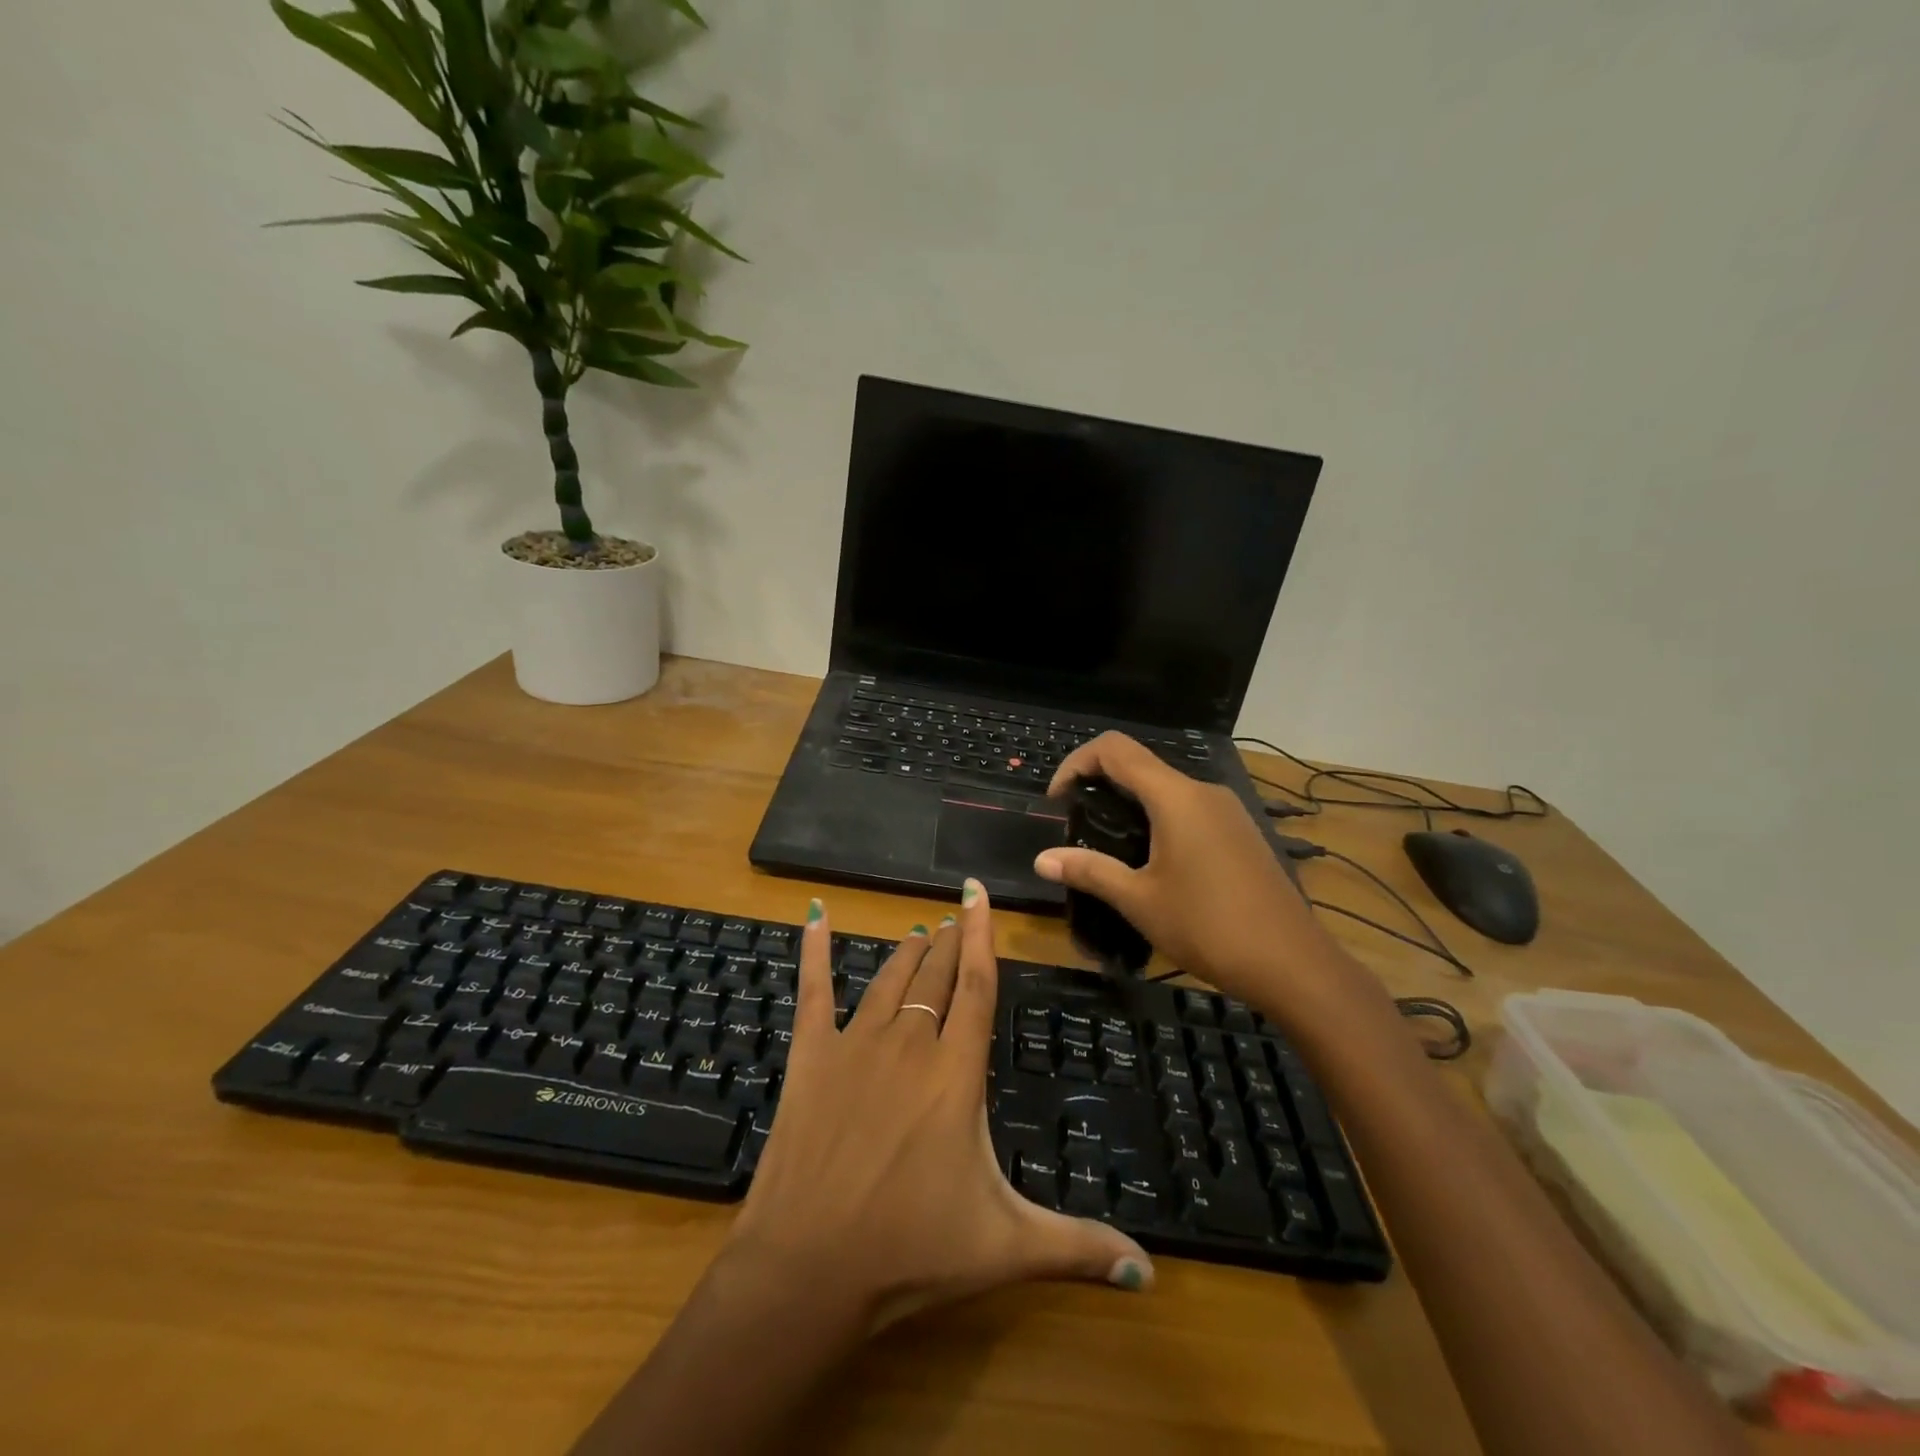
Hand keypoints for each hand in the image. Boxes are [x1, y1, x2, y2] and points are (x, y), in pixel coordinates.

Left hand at [723, 881, 1153, 1333]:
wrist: (808, 1267)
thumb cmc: (912, 1251)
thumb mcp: (1006, 1248)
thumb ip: (1079, 1248)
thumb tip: (1149, 1272)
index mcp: (956, 1072)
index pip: (977, 986)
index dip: (982, 936)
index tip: (978, 893)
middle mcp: (908, 1044)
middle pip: (936, 977)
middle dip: (950, 944)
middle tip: (956, 918)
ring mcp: (855, 1045)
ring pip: (889, 981)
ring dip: (907, 954)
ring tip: (921, 932)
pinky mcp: (810, 1057)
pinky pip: (813, 992)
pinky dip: (814, 951)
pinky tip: (816, 916)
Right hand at [1034, 732, 1358, 1015]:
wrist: (1293, 965)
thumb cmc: (1209, 928)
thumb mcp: (1139, 901)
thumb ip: (1089, 871)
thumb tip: (1041, 860)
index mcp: (1175, 797)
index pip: (1114, 749)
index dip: (1076, 763)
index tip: (1057, 801)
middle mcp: (1203, 791)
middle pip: (1140, 766)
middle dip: (1100, 787)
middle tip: (1078, 827)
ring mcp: (1228, 811)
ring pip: (1166, 789)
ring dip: (1130, 806)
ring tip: (1110, 849)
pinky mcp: (1241, 832)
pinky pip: (1189, 810)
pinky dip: (1159, 820)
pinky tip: (1154, 864)